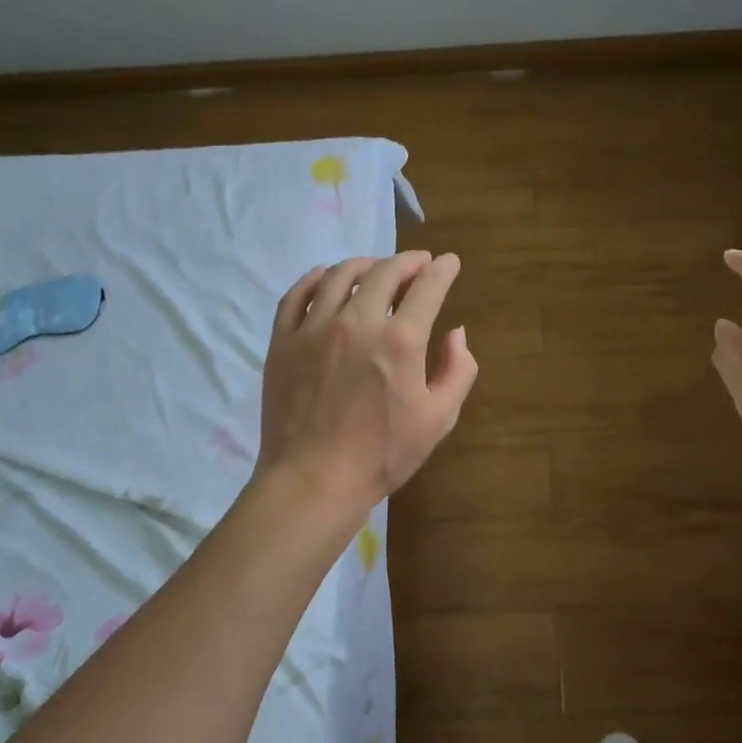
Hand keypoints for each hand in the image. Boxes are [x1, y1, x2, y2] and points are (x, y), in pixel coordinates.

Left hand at [255, 251, 477, 528]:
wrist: (313, 481)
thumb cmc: (383, 454)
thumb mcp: (439, 419)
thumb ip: (458, 370)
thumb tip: (456, 332)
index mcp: (400, 341)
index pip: (427, 286)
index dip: (442, 269)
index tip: (449, 262)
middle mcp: (357, 322)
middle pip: (384, 272)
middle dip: (408, 261)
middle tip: (419, 264)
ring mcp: (314, 328)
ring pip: (339, 275)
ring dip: (365, 264)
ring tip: (376, 268)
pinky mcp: (283, 341)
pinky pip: (296, 295)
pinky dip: (314, 278)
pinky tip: (325, 278)